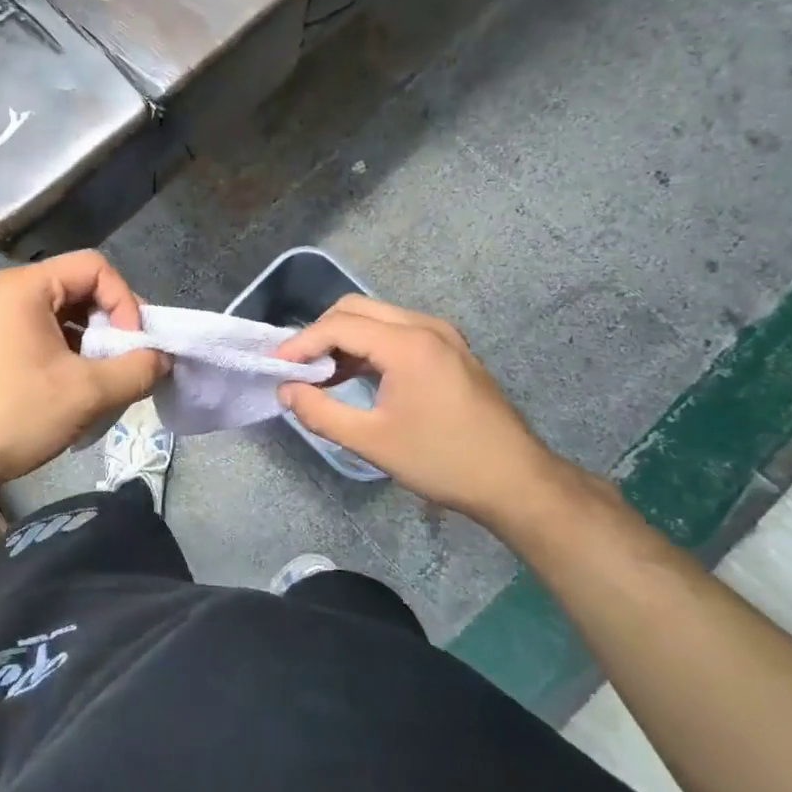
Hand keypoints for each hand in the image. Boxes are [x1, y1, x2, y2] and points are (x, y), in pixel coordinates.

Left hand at [0, 251, 167, 501]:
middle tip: (128, 364)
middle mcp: (10, 293)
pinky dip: (71, 357)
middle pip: (81, 289)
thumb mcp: (87, 393)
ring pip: (66, 317)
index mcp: (27, 287)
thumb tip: (163, 359)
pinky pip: (45, 337)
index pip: (96, 267)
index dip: (125, 301)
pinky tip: (76, 392)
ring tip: (105, 383)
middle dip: (113, 326)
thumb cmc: (13, 414)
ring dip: (94, 346)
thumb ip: (137, 370)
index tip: (134, 346)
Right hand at [277, 296, 582, 532]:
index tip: (275, 366)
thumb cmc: (442, 460)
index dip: (301, 343)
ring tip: (320, 374)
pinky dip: (369, 346)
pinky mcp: (450, 349)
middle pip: (356, 309)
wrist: (516, 481)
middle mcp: (425, 326)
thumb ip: (320, 412)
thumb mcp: (371, 442)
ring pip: (377, 317)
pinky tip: (355, 375)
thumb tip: (286, 391)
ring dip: (344, 338)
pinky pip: (397, 332)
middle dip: (320, 333)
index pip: (339, 326)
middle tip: (296, 366)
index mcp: (407, 343)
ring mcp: (442, 335)